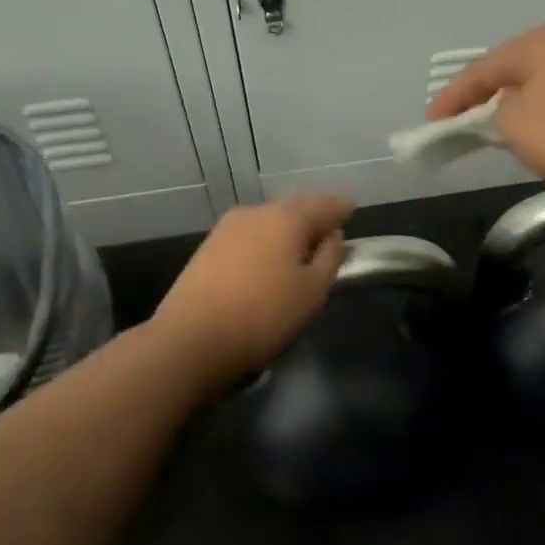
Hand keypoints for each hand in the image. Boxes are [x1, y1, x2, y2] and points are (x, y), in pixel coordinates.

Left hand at [151, 195, 352, 387]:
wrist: (191, 339)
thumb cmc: (264, 315)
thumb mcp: (312, 292)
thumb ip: (329, 258)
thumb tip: (333, 236)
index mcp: (286, 218)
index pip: (323, 205)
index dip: (341, 209)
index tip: (352, 211)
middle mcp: (255, 213)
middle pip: (293, 210)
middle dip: (312, 220)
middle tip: (328, 235)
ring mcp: (226, 229)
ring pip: (267, 224)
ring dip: (286, 234)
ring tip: (299, 253)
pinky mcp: (206, 249)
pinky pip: (248, 239)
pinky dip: (264, 245)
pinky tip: (268, 264)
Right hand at [427, 26, 544, 206]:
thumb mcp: (513, 124)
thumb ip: (490, 113)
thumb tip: (500, 111)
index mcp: (537, 44)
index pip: (479, 70)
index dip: (451, 98)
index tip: (430, 124)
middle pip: (506, 72)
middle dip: (478, 98)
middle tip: (452, 124)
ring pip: (531, 87)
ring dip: (506, 107)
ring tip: (482, 130)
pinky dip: (532, 116)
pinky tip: (525, 133)